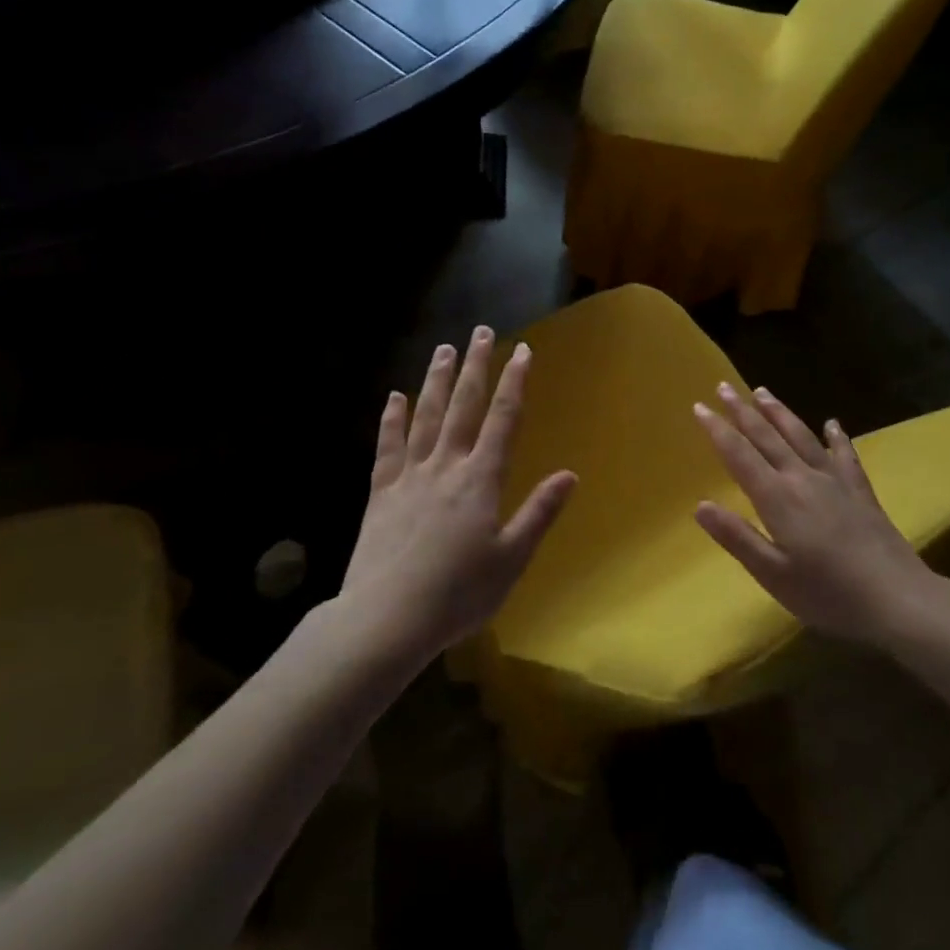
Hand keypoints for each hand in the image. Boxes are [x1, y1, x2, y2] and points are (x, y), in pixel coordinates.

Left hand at [342, 326, 576, 662]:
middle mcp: (446, 465)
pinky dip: (392, 419)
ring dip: (436, 380)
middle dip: (475, 367)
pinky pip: (387, 446)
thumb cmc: (458, 594)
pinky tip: (394, 397)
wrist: (386, 618)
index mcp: (480, 479)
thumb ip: (539, 513)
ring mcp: (409, 475)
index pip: (503, 419)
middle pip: (463, 406)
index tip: (522, 351)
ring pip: (425, 416)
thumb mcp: (511, 559)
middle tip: (480, 332)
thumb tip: (570, 474)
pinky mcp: (380, 492)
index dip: (515, 382)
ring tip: (443, 349)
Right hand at [692, 385, 948, 649]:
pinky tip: (833, 424)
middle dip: (742, 411)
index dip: (718, 430)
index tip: (699, 407)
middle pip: (767, 437)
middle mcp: (802, 479)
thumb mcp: (773, 574)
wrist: (898, 599)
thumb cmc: (828, 593)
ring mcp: (835, 482)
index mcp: (777, 498)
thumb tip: (700, 505)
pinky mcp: (861, 492)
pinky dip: (837, 437)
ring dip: (779, 413)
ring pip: (801, 437)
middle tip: (723, 386)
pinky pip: (845, 455)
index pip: (739, 455)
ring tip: (762, 392)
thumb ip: (737, 537)